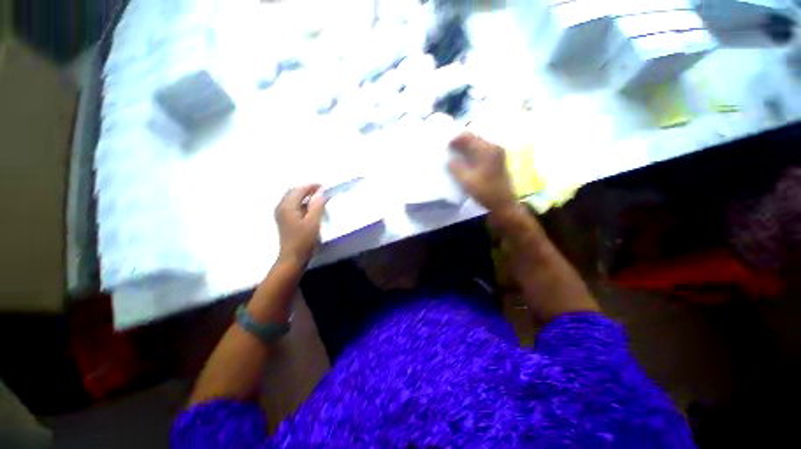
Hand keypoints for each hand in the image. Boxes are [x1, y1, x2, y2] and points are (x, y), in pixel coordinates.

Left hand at [275, 184, 326, 264]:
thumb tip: (321, 192)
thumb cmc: (304, 240)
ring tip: (318, 198)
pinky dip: (301, 202)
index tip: (324, 186)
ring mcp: (281, 213)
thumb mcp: (314, 222)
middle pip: (293, 192)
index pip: (299, 190)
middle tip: (322, 191)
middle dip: (307, 189)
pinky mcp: (284, 219)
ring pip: (292, 198)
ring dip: (304, 196)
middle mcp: (281, 207)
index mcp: (287, 206)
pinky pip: (292, 205)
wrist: (292, 257)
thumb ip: (317, 206)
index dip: (312, 186)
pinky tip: (310, 208)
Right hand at [448, 133, 516, 212]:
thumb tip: (449, 160)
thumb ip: (456, 168)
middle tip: (448, 151)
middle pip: (474, 139)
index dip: (455, 140)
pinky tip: (465, 161)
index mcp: (486, 149)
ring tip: (454, 156)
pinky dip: (472, 153)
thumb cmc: (485, 191)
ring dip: (466, 148)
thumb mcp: (467, 180)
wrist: (503, 203)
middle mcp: (493, 147)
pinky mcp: (497, 160)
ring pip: (478, 145)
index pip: (468, 136)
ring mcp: (497, 153)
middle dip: (460, 143)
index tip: (445, 147)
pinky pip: (481, 151)